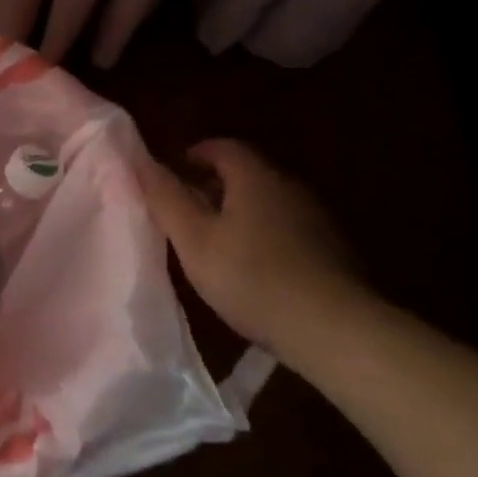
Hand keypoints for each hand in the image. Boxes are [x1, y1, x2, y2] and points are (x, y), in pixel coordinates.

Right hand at [137, 139, 370, 352]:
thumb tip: (142, 162)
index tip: (173, 175)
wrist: (335, 329)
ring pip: (268, 201)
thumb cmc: (252, 278)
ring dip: (240, 212)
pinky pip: (288, 227)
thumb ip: (166, 199)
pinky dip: (264, 234)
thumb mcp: (194, 240)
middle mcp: (290, 186)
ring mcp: (317, 217)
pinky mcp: (333, 248)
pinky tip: (254, 268)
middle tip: (187, 212)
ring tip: (215, 243)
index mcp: (255, 177)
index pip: (222, 147)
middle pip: (247, 173)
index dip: (193, 155)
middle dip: (214, 185)